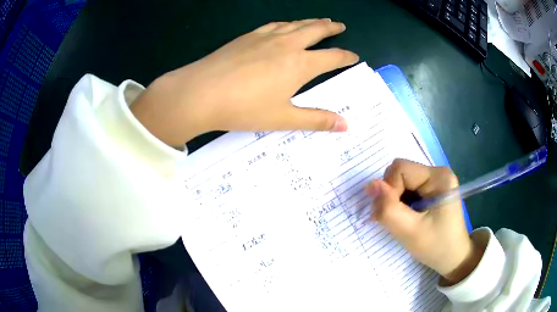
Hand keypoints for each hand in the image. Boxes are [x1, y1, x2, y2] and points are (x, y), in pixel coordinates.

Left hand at [131, 19, 358, 146]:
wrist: (201, 92)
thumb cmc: (244, 108)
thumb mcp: (283, 118)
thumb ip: (316, 120)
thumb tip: (345, 126)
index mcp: (300, 64)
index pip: (332, 57)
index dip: (346, 56)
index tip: (354, 56)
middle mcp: (287, 44)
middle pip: (315, 30)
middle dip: (330, 28)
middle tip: (339, 25)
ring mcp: (265, 37)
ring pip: (295, 24)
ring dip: (310, 22)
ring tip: (318, 21)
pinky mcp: (247, 36)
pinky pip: (274, 24)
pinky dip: (286, 23)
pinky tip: (284, 25)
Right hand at [366, 159, 484, 285]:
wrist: (453, 258)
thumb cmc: (436, 247)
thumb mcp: (409, 232)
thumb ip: (388, 209)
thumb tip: (370, 185)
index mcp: (439, 177)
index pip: (400, 169)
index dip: (389, 190)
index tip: (394, 215)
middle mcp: (438, 172)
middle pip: (400, 173)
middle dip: (392, 195)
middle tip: (398, 219)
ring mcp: (436, 180)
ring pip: (401, 181)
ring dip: (396, 200)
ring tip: (405, 220)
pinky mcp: (432, 188)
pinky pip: (407, 188)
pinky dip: (401, 202)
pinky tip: (409, 216)